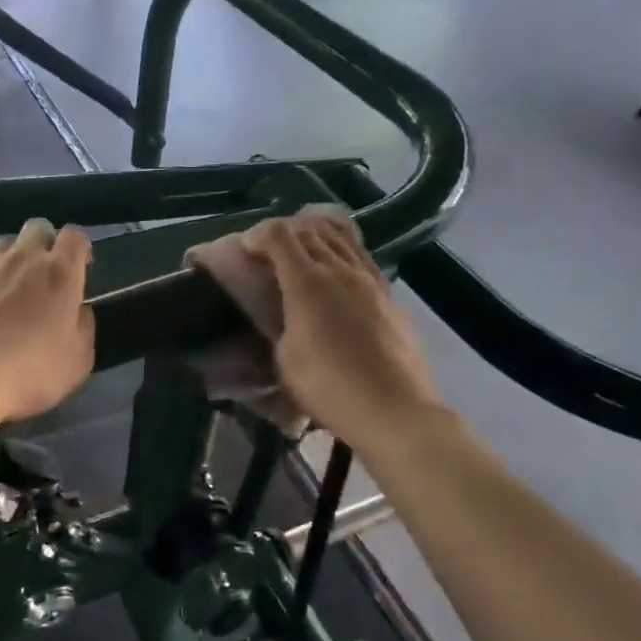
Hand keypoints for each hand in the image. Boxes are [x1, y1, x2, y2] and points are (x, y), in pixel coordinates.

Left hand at [0, 219, 94, 424]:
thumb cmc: (25, 373)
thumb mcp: (76, 363)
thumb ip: (83, 328)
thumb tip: (78, 311)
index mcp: (58, 274)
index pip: (75, 237)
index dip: (79, 248)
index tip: (80, 267)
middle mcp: (22, 259)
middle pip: (38, 228)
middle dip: (45, 245)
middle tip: (44, 275)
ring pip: (3, 245)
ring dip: (11, 261)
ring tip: (7, 291)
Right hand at [242, 215, 440, 445]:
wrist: (393, 410)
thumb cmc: (329, 387)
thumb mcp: (284, 358)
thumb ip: (278, 325)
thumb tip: (281, 314)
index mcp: (307, 281)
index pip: (278, 234)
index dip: (257, 236)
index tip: (246, 254)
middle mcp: (339, 269)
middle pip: (308, 230)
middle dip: (282, 233)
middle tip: (268, 254)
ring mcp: (369, 279)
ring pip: (340, 237)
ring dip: (314, 237)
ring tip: (302, 254)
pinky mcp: (389, 294)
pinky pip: (361, 256)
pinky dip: (341, 252)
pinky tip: (337, 273)